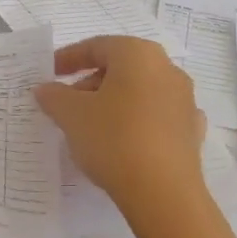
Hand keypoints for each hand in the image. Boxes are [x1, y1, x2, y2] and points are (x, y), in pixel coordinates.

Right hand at [33, 37, 205, 211]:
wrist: (163, 191)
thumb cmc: (113, 139)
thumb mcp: (71, 115)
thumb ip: (54, 96)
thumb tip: (45, 89)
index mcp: (138, 54)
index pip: (97, 46)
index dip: (69, 57)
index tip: (50, 72)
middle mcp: (167, 69)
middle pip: (121, 67)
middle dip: (91, 82)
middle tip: (67, 104)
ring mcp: (184, 100)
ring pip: (140, 91)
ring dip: (114, 102)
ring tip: (91, 126)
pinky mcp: (191, 130)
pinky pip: (157, 116)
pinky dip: (137, 121)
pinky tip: (124, 140)